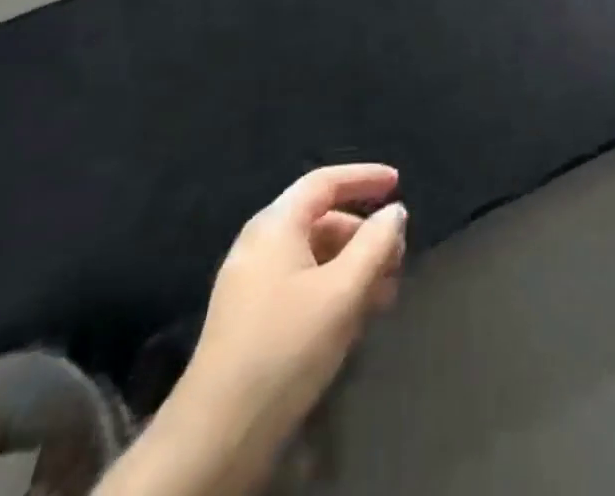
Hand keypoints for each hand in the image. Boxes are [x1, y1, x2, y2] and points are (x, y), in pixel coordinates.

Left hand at [189, 163, 406, 430]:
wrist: (216, 437)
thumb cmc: (285, 348)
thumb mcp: (343, 292)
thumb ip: (376, 244)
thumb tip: (395, 212)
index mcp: (276, 225)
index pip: (325, 181)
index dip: (364, 177)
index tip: (398, 183)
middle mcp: (259, 244)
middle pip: (321, 219)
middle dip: (364, 234)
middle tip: (398, 258)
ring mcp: (250, 283)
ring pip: (313, 256)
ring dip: (352, 267)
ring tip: (384, 295)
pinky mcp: (249, 319)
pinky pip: (300, 284)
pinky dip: (332, 289)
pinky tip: (354, 319)